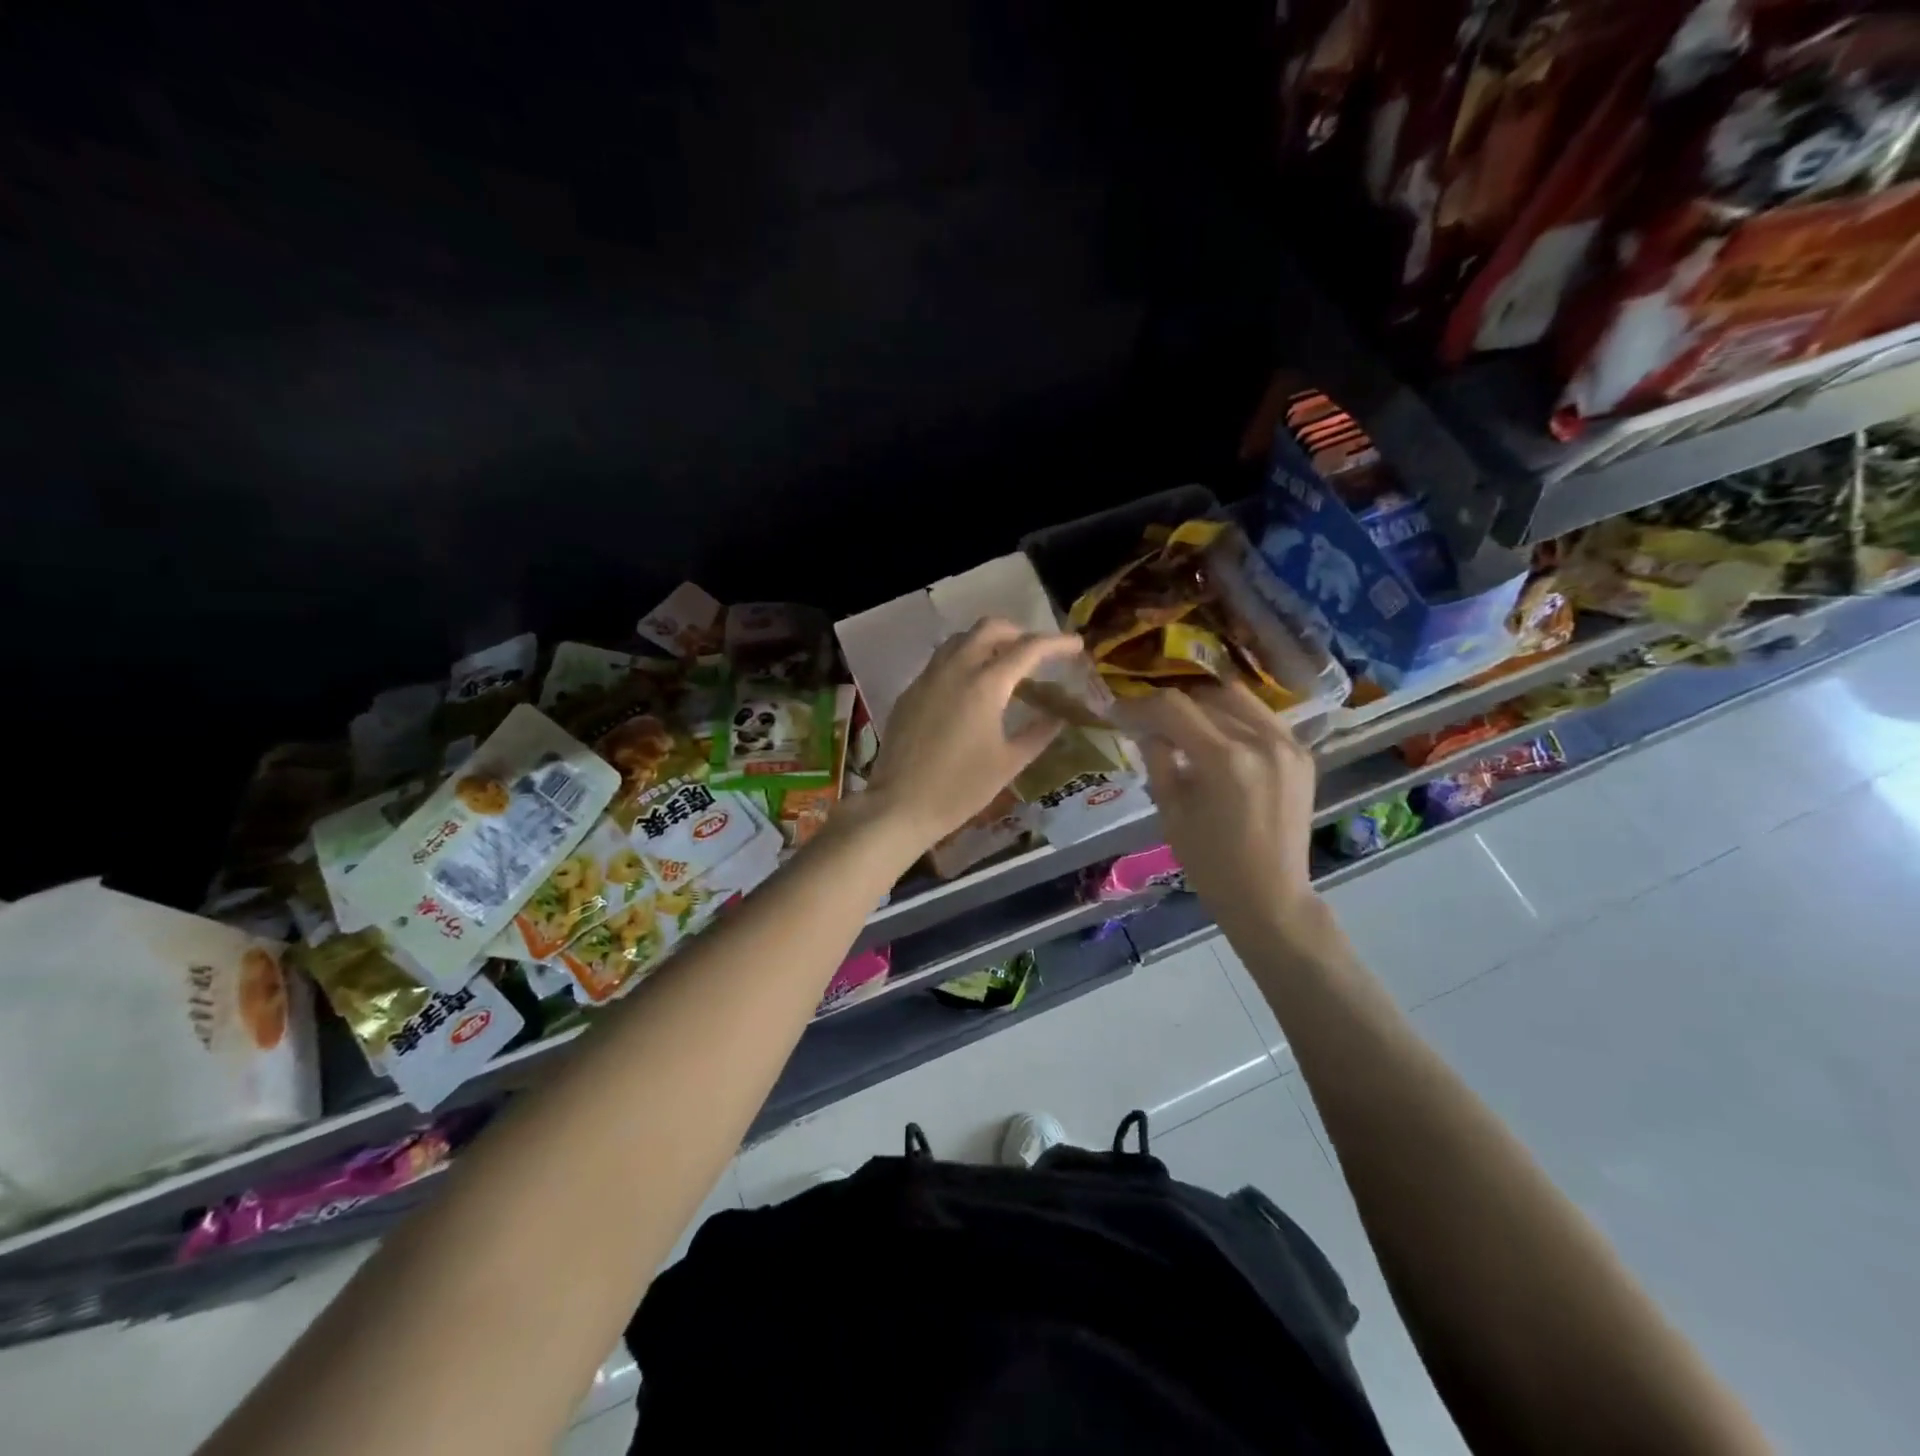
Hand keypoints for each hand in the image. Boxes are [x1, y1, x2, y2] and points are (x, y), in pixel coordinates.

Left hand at [863, 618, 1085, 850]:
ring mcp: (927, 678)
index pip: (1027, 648)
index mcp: (985, 685)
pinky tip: (970, 689)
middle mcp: (954, 669)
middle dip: (1018, 632)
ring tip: (1004, 666)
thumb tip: (1058, 717)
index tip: (1076, 645)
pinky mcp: (910, 693)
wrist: (899, 805)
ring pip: (960, 640)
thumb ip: (1038, 734)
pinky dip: (963, 661)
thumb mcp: (1008, 763)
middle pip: (989, 628)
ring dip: (987, 642)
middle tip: (1036, 652)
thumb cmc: (960, 788)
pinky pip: (940, 661)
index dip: (1056, 643)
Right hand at [1124, 682, 1319, 929]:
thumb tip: (1145, 728)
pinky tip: (1217, 736)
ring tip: (1182, 724)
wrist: (1270, 896)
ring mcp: (1288, 744)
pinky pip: (1262, 717)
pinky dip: (1234, 717)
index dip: (1140, 706)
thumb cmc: (1211, 864)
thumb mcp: (1171, 812)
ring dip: (1203, 704)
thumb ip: (1157, 760)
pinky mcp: (1302, 754)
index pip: (1173, 707)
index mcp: (1224, 759)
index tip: (1119, 712)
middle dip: (1169, 705)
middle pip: (1204, 697)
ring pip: (1236, 698)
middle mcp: (1261, 740)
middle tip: (1146, 721)